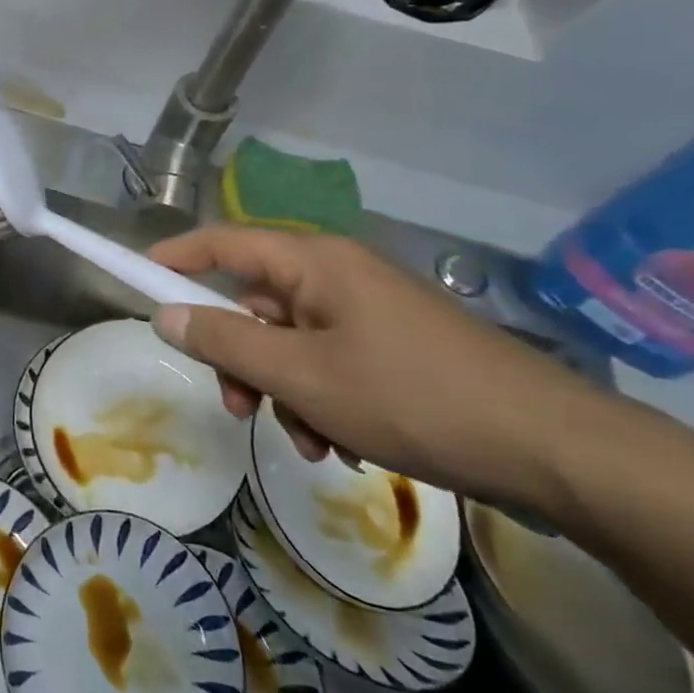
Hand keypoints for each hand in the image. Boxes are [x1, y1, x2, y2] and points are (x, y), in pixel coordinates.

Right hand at [148, 227, 592, 502]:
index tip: (138, 274)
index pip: (224, 242)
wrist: (555, 450)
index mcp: (314, 262)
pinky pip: (331, 362)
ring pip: (292, 342)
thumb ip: (224, 343)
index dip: (177, 256)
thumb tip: (164, 314)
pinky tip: (344, 445)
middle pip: (256, 302)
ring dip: (283, 391)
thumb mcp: (301, 376)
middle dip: (240, 357)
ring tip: (312, 442)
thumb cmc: (411, 398)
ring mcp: (371, 312)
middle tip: (239, 407)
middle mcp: (339, 275)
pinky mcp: (397, 347)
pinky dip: (322, 400)